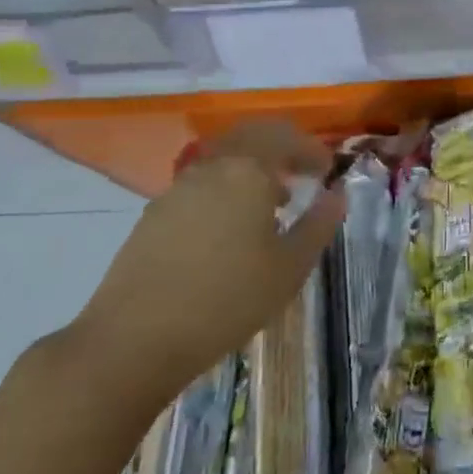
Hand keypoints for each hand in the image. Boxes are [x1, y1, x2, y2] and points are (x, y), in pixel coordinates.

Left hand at [67, 122, 345, 406]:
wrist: (136, 337)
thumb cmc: (228, 299)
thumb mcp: (289, 268)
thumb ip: (318, 225)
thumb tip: (336, 195)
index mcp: (247, 171)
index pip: (285, 137)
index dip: (311, 149)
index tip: (327, 170)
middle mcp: (211, 167)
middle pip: (250, 136)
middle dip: (280, 148)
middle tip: (302, 173)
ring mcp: (177, 188)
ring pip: (223, 159)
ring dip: (252, 169)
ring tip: (271, 206)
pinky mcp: (155, 213)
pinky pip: (201, 184)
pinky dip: (226, 189)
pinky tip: (231, 230)